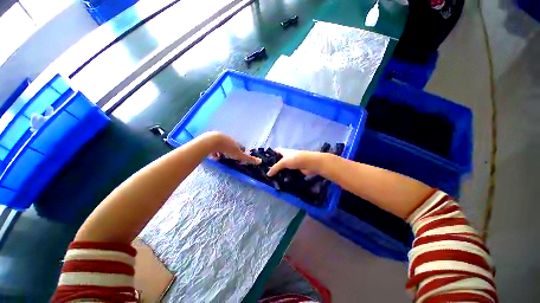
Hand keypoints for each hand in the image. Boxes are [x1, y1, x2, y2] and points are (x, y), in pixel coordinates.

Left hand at [202, 132, 260, 163]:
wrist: (212, 141)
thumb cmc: (227, 148)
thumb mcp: (239, 155)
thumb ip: (249, 159)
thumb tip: (260, 161)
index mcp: (235, 142)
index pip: (239, 147)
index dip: (238, 153)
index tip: (236, 157)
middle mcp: (228, 139)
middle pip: (230, 146)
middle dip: (228, 153)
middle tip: (226, 159)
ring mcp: (219, 138)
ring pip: (221, 146)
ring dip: (220, 152)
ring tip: (218, 158)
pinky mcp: (210, 139)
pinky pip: (213, 146)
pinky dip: (213, 151)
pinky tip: (212, 156)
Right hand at [267, 149, 324, 176]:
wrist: (310, 164)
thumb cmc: (296, 159)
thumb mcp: (283, 162)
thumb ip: (275, 168)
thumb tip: (267, 174)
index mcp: (284, 152)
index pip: (275, 151)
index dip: (270, 154)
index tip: (264, 161)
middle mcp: (287, 157)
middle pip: (279, 161)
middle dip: (273, 166)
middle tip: (266, 173)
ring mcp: (292, 164)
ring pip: (283, 168)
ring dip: (279, 172)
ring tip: (272, 179)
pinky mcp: (295, 170)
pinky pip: (288, 173)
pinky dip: (285, 177)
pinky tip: (280, 181)